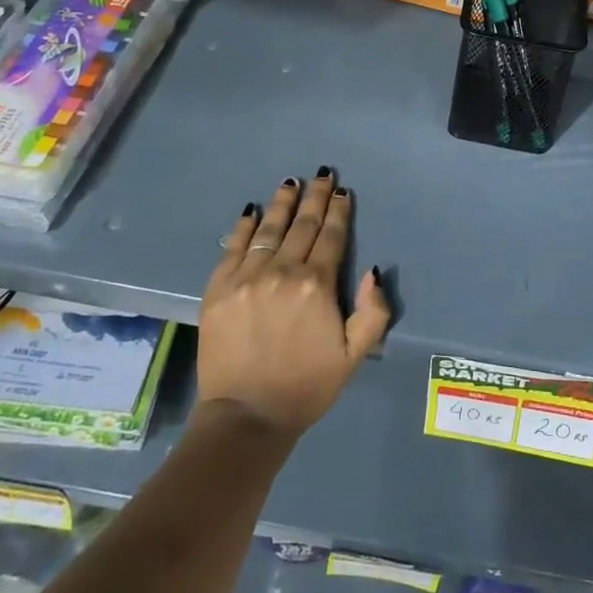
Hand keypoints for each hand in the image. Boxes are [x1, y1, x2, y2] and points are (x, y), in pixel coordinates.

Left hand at [196, 172, 391, 440]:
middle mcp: (283, 272)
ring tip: (290, 182)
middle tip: (322, 175)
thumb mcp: (354, 356)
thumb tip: (373, 271)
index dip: (339, 212)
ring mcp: (247, 277)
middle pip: (302, 225)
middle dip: (315, 198)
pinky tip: (252, 211)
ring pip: (268, 229)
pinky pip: (233, 248)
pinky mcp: (218, 289)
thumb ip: (373, 312)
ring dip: (282, 203)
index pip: (331, 237)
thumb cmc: (306, 386)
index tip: (343, 192)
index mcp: (317, 286)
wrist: (246, 417)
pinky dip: (244, 227)